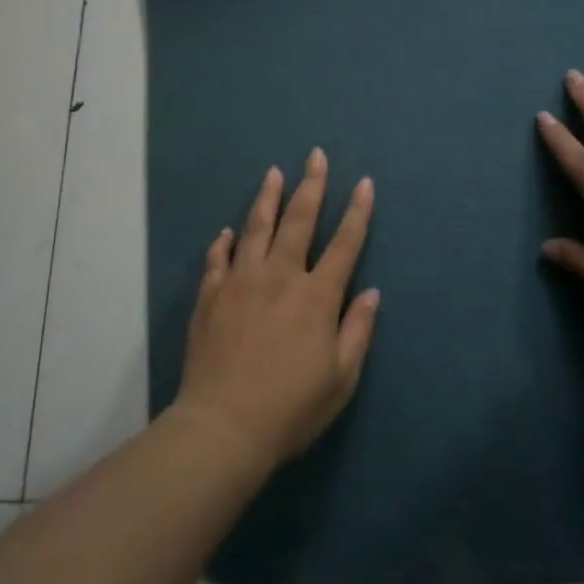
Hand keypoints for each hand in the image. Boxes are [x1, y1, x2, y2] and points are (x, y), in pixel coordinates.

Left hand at [174, 149, 380, 466]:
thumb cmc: (291, 408)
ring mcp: (240, 282)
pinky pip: (218, 258)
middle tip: (315, 156)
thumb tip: (372, 292)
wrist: (223, 427)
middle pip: (299, 220)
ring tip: (274, 174)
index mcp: (317, 296)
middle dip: (312, 185)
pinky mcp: (211, 296)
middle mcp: (280, 277)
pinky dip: (225, 242)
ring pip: (256, 228)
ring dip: (268, 198)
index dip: (358, 212)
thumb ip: (358, 330)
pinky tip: (228, 231)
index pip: (344, 244)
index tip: (365, 183)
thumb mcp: (341, 378)